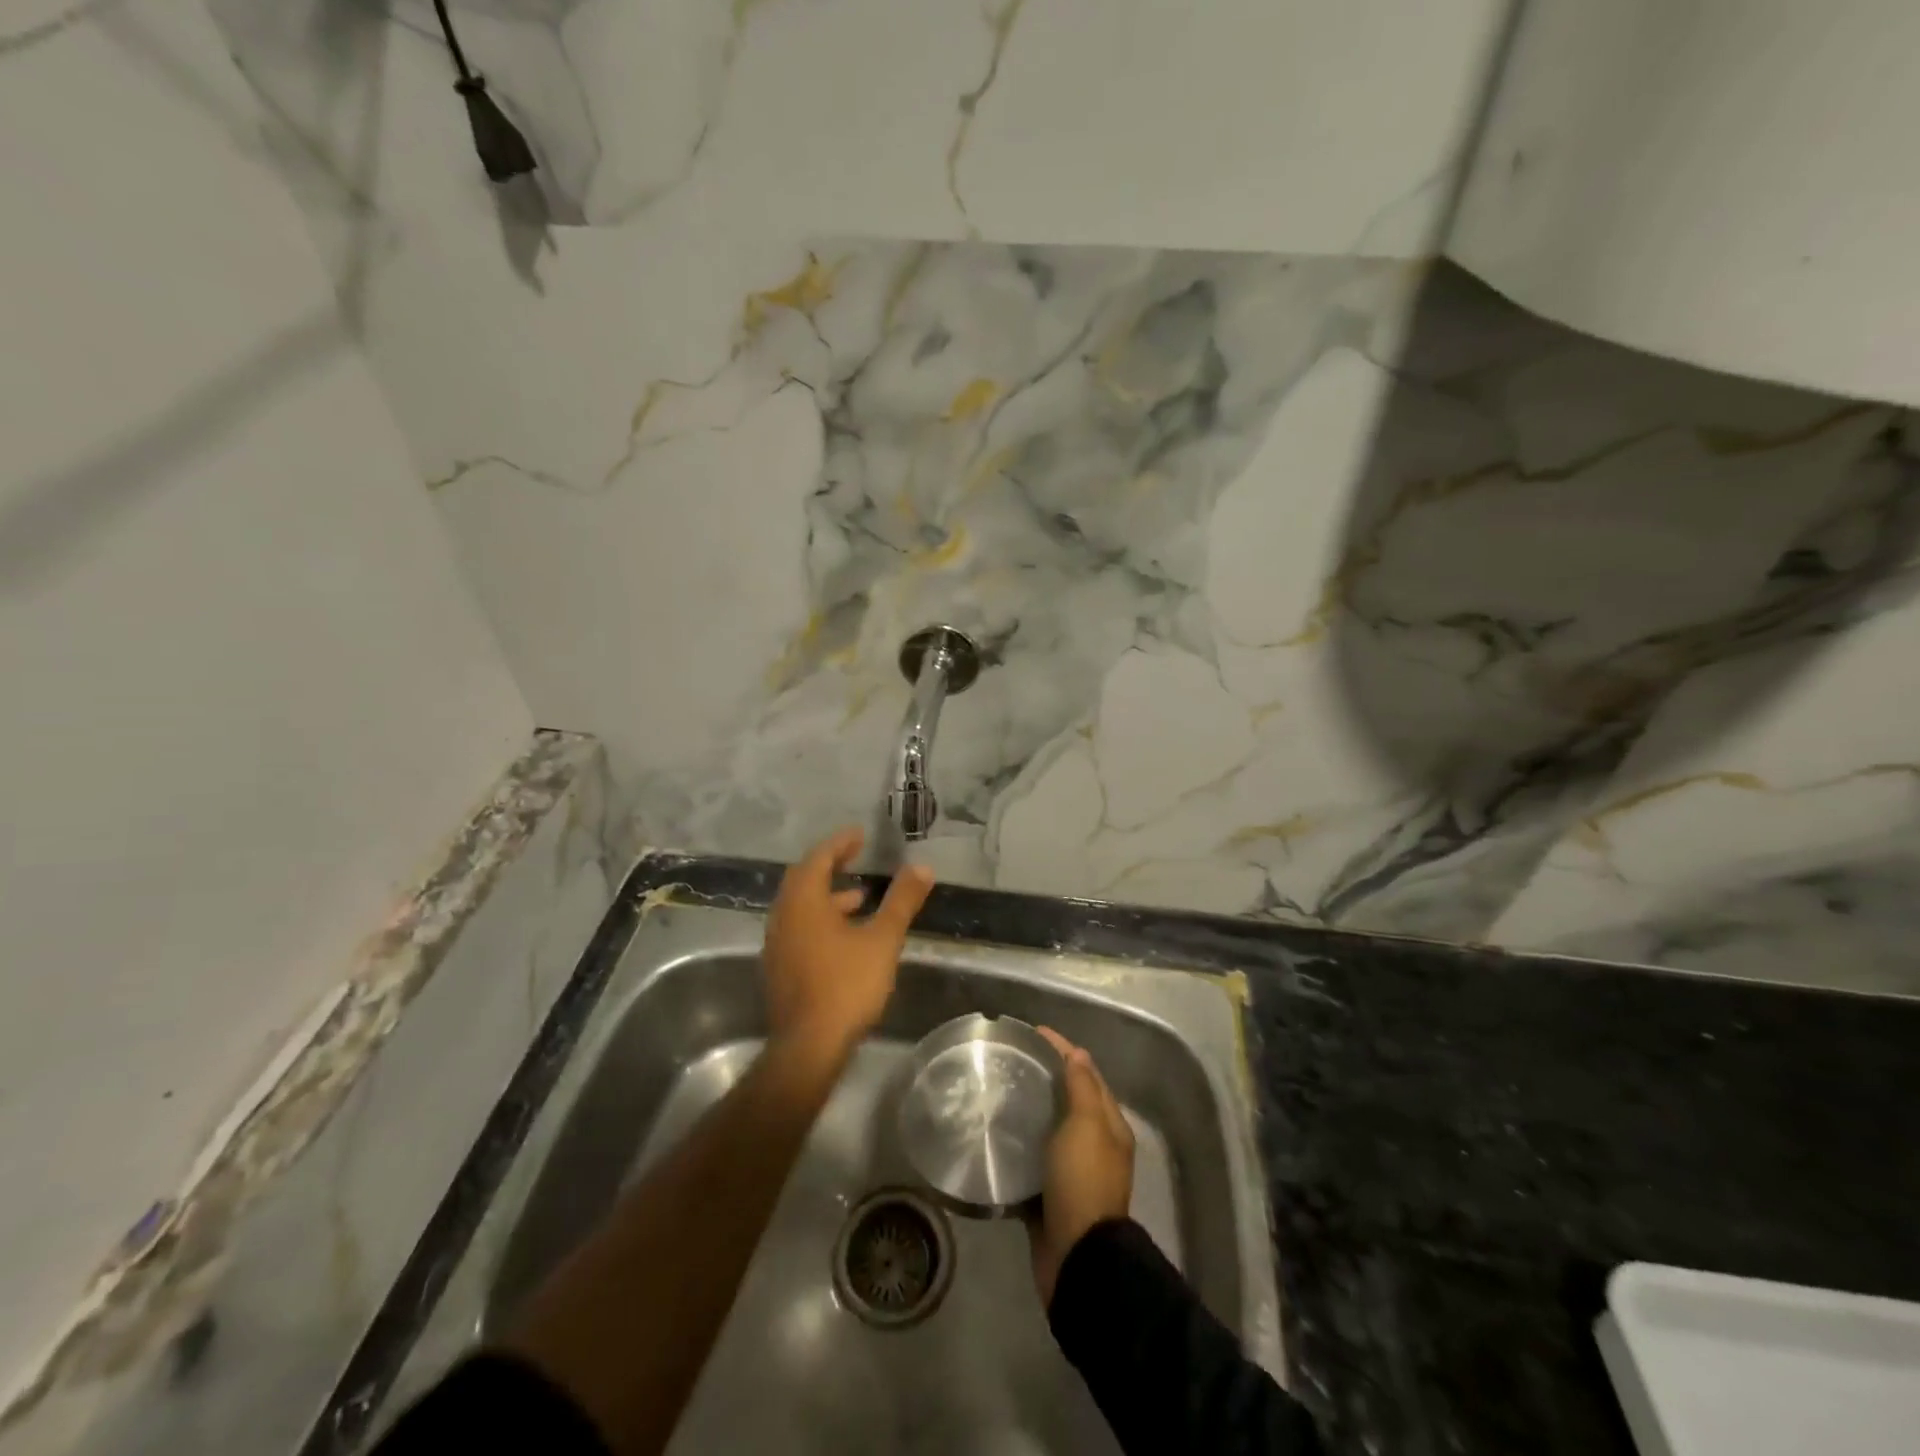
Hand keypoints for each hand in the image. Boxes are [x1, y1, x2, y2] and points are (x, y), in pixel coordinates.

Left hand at [762, 827, 934, 1060]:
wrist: (808, 1045)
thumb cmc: (846, 985)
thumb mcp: (882, 939)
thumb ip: (901, 901)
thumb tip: (922, 866)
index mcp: (803, 901)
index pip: (819, 858)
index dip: (840, 843)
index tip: (860, 835)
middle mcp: (783, 916)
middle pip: (804, 879)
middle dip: (831, 865)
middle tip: (856, 857)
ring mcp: (777, 943)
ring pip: (801, 906)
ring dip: (827, 895)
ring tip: (859, 897)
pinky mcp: (780, 967)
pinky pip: (799, 927)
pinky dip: (821, 919)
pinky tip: (845, 936)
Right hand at [1027, 1027, 1134, 1307]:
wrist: (1077, 1257)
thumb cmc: (1083, 1181)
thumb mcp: (1087, 1125)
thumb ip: (1082, 1088)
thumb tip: (1077, 1054)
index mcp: (1109, 1126)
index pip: (1087, 1073)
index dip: (1063, 1050)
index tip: (1033, 1032)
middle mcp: (1095, 1145)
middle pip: (1070, 1099)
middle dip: (1046, 1076)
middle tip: (1012, 1059)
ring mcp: (1072, 1171)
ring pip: (1051, 1128)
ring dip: (1031, 1109)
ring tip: (1000, 1091)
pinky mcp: (1050, 1194)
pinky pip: (1034, 1159)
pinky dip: (1020, 1143)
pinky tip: (996, 1135)